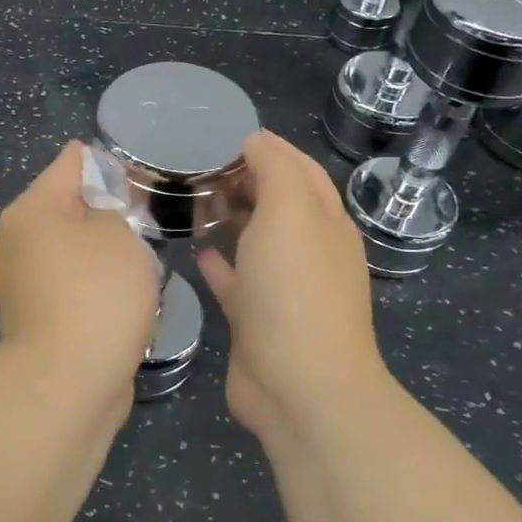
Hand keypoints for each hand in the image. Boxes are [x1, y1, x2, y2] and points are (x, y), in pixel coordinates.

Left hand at [0, 141, 161, 407]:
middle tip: (147, 224)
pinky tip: (124, 300)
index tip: (141, 178)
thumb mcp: (118, 235)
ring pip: (73, 249)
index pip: (71, 162)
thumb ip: (112, 207)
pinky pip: (72, 285)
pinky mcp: (35, 315)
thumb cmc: (96, 295)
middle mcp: (18, 239)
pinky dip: (96, 287)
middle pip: (69, 207)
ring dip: (105, 254)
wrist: (67, 383)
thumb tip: (97, 207)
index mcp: (32, 209)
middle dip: (108, 212)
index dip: (108, 162)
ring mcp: (22, 280)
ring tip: (142, 265)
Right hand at [197, 131, 388, 446]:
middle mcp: (310, 252)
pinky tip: (196, 251)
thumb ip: (276, 169)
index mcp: (325, 222)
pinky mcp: (257, 320)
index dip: (272, 149)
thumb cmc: (294, 288)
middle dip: (248, 181)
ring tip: (195, 201)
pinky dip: (220, 263)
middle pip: (279, 205)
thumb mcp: (290, 212)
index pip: (302, 171)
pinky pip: (236, 282)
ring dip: (233, 219)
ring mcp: (284, 289)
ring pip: (257, 242)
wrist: (298, 384)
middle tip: (201, 167)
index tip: (228, 137)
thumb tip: (257, 141)